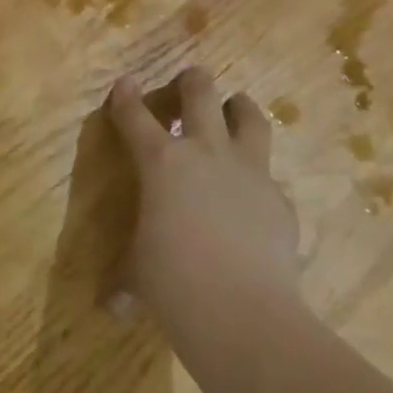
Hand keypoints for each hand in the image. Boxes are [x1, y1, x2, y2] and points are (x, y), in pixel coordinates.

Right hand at [108, 66, 301, 321]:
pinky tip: (254, 197)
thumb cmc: (174, 285)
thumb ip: (128, 280)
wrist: (245, 314)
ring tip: (236, 106)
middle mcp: (205, 153)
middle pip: (200, 94)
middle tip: (192, 78)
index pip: (135, 116)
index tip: (125, 83)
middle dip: (193, 81)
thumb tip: (112, 307)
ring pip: (249, 118)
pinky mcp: (280, 200)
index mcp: (161, 161)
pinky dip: (258, 178)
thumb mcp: (140, 275)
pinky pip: (269, 176)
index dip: (126, 97)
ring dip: (239, 107)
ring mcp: (248, 172)